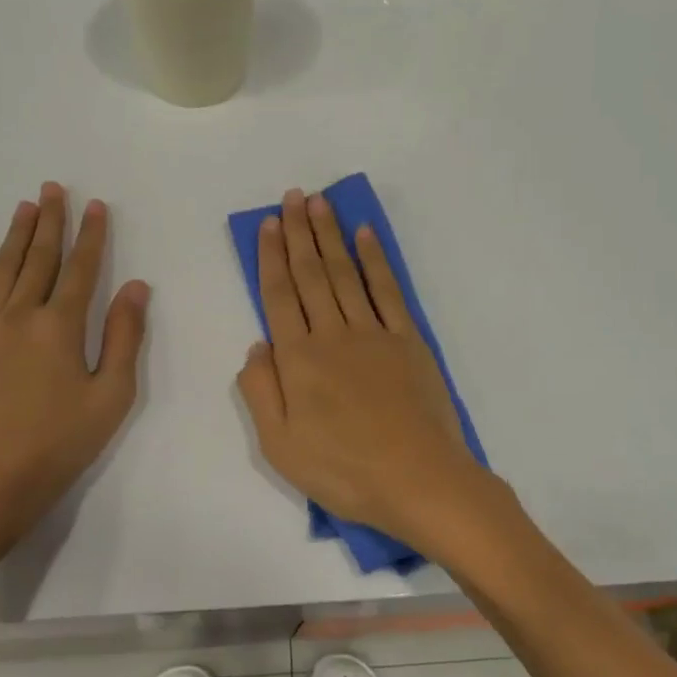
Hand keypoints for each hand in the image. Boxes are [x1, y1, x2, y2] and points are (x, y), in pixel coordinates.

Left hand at [0, 183, 148, 579]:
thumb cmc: (59, 445)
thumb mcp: (111, 397)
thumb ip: (124, 337)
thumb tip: (135, 286)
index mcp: (61, 328)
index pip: (80, 270)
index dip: (91, 236)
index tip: (95, 205)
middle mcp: (19, 318)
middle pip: (38, 260)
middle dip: (50, 223)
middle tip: (53, 188)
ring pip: (0, 272)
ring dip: (14, 237)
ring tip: (24, 207)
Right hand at [236, 189, 499, 559]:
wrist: (418, 480)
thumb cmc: (344, 471)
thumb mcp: (280, 446)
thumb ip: (261, 391)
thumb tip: (257, 345)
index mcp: (298, 360)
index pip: (279, 296)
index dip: (272, 257)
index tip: (269, 224)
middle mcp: (333, 335)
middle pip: (311, 275)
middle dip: (299, 233)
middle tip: (293, 196)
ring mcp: (374, 334)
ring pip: (345, 274)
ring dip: (330, 236)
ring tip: (320, 203)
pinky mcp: (407, 341)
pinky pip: (387, 291)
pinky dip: (374, 260)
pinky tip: (365, 236)